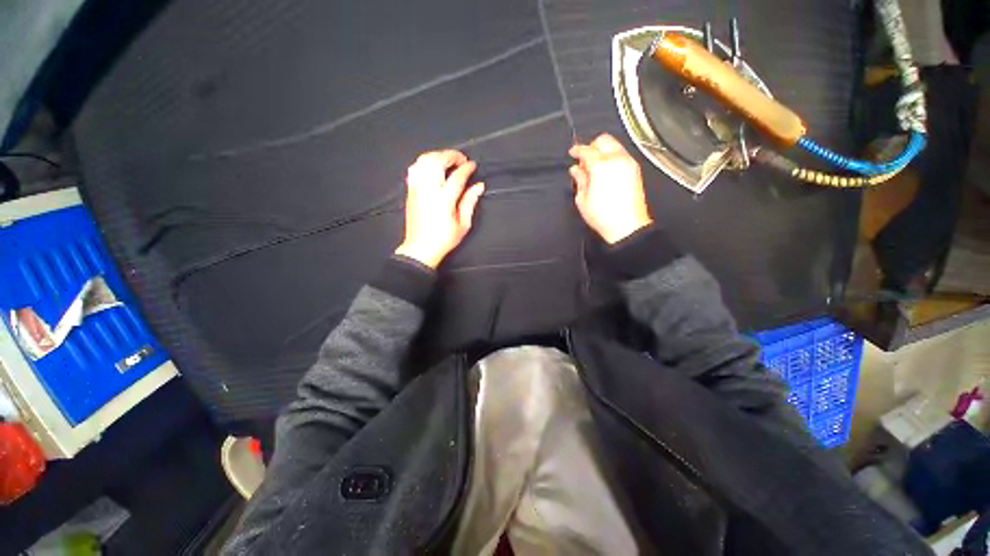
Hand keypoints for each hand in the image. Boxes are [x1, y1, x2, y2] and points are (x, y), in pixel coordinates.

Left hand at [395, 150, 484, 268]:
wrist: (420, 248)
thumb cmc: (444, 239)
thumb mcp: (463, 224)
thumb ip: (470, 202)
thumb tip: (479, 186)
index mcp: (444, 199)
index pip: (457, 176)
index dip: (466, 168)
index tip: (473, 165)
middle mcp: (429, 190)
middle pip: (438, 161)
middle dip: (451, 155)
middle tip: (461, 160)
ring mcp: (417, 188)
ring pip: (424, 160)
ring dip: (437, 156)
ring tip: (448, 161)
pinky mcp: (410, 190)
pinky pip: (415, 168)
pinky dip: (424, 162)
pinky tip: (432, 167)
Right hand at [569, 134, 652, 243]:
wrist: (627, 226)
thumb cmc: (604, 216)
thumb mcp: (582, 199)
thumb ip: (580, 180)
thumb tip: (577, 170)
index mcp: (601, 166)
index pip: (587, 150)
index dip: (577, 150)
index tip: (573, 153)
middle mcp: (617, 160)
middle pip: (603, 140)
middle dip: (592, 146)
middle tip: (584, 159)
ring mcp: (628, 164)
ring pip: (614, 146)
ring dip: (602, 152)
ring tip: (594, 168)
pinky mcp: (635, 171)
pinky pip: (621, 156)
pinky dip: (612, 158)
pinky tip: (605, 172)